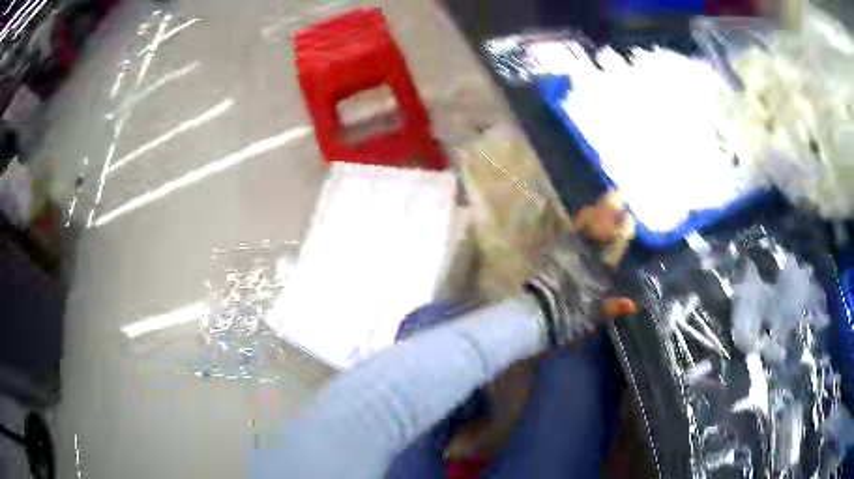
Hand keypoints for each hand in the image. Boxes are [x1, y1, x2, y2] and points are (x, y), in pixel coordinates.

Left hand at [526, 191, 636, 346]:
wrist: (540, 313)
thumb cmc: (570, 317)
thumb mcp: (595, 316)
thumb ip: (614, 307)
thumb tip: (633, 305)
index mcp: (600, 270)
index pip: (615, 245)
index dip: (623, 230)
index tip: (630, 216)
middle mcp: (586, 254)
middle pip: (600, 228)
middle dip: (610, 210)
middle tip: (617, 193)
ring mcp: (568, 249)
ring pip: (584, 225)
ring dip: (594, 210)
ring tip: (603, 197)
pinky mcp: (553, 249)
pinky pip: (560, 228)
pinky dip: (564, 217)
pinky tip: (562, 204)